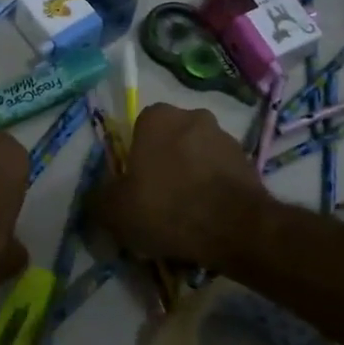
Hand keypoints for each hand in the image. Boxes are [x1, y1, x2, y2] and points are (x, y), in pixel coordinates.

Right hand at [89, 103, 266, 268]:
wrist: (235, 228)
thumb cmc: (166, 207)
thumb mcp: (114, 211)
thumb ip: (98, 199)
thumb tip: (95, 198)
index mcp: (157, 117)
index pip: (138, 130)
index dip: (134, 159)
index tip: (133, 188)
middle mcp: (193, 116)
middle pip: (170, 142)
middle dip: (164, 167)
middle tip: (157, 203)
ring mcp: (225, 138)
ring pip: (196, 158)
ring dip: (190, 179)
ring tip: (184, 218)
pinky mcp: (248, 162)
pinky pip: (220, 176)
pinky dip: (212, 193)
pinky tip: (206, 222)